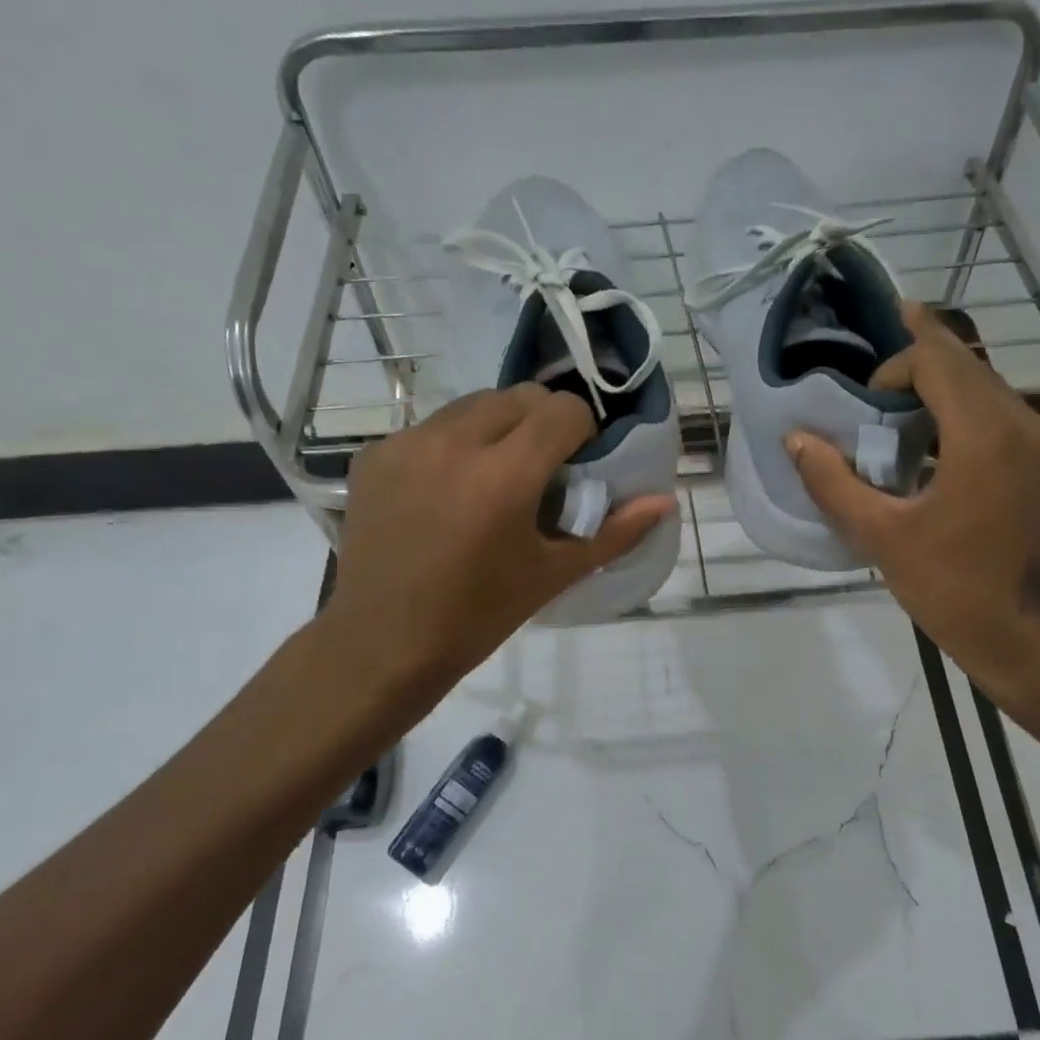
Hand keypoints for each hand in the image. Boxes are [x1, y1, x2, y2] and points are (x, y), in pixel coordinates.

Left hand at [312, 386, 675, 715]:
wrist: (384, 643)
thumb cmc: (480, 615)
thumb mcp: (554, 574)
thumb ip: (615, 532)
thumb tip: (665, 501)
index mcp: (504, 475)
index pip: (564, 409)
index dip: (582, 432)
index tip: (576, 466)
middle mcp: (453, 443)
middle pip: (519, 396)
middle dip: (542, 423)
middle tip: (540, 471)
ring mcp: (406, 444)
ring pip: (472, 405)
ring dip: (497, 428)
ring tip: (492, 478)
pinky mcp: (375, 455)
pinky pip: (430, 428)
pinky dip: (452, 446)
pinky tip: (446, 493)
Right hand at [786, 300, 1039, 708]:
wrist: (1032, 642)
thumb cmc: (953, 590)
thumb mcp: (881, 536)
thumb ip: (833, 482)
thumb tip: (796, 439)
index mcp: (986, 435)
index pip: (939, 360)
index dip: (895, 366)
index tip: (866, 404)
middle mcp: (1027, 425)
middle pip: (968, 367)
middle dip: (919, 364)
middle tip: (875, 377)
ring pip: (989, 391)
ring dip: (943, 392)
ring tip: (899, 413)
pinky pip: (1005, 420)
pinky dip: (966, 417)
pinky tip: (938, 449)